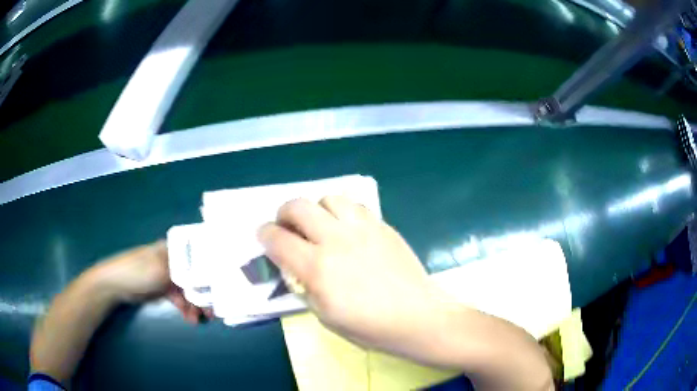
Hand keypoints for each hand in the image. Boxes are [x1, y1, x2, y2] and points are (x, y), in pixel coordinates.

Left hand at [91, 241, 211, 323]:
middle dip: (204, 293)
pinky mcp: (164, 288)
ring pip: (189, 289)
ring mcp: (168, 275)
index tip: (219, 288)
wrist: (115, 285)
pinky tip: (190, 318)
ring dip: (195, 304)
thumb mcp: (160, 269)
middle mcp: (173, 260)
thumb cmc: (137, 271)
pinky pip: (180, 298)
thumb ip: (183, 271)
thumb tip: (206, 273)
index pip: (198, 257)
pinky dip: (186, 308)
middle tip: (212, 310)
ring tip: (200, 319)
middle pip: (195, 276)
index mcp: (172, 249)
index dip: (210, 272)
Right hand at [258, 196, 449, 356]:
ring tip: (320, 225)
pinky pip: (355, 205)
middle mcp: (337, 240)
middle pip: (298, 206)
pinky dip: (342, 212)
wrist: (416, 316)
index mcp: (318, 268)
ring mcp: (362, 229)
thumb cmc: (369, 327)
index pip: (277, 239)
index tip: (265, 237)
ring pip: (328, 198)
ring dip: (316, 209)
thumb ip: (303, 286)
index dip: (264, 235)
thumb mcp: (324, 316)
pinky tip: (346, 229)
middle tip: (288, 227)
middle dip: (284, 214)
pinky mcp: (382, 225)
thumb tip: (292, 266)